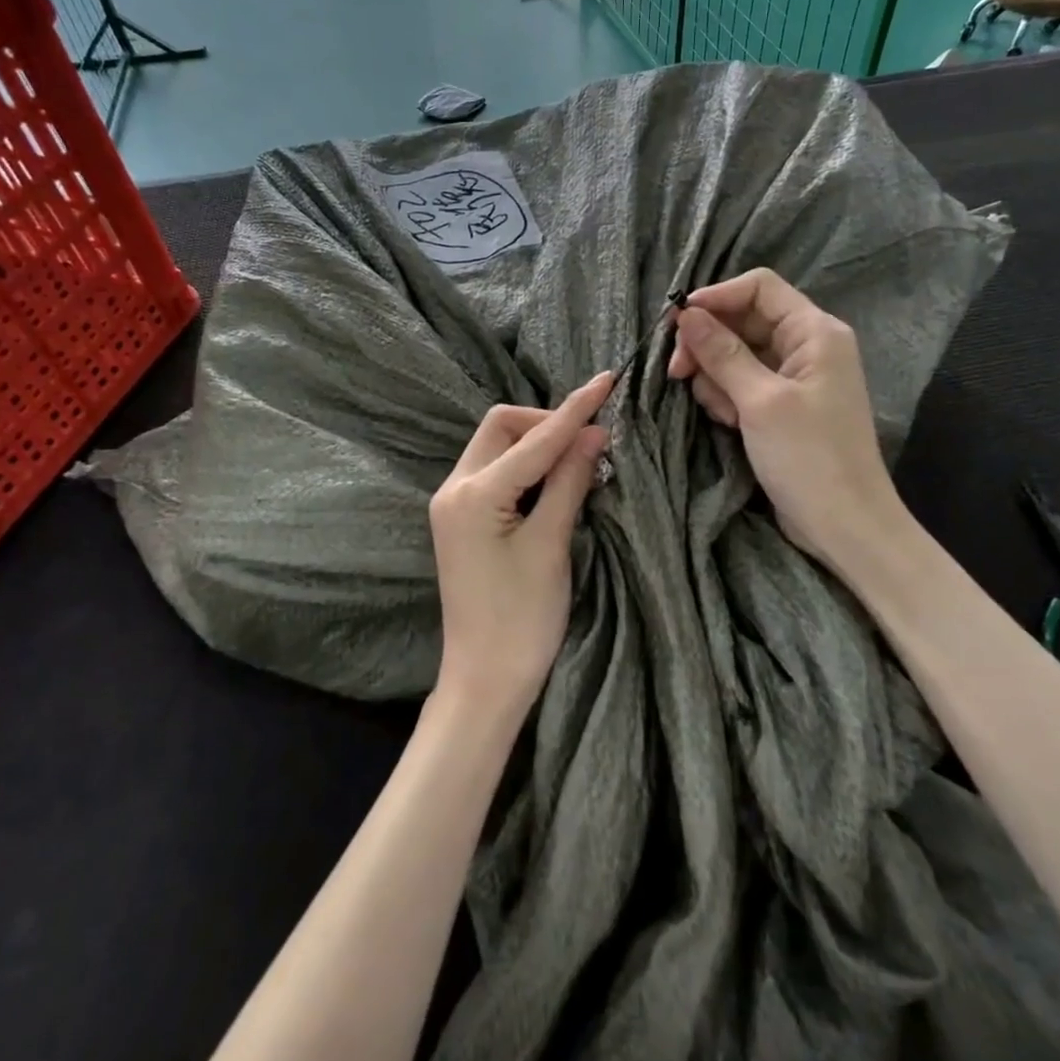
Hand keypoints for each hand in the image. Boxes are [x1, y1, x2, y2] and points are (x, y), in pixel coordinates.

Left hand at [428, 373, 613, 717]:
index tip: (606, 381)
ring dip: (537, 444)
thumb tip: (594, 432)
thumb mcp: (551, 545)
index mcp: (473, 493)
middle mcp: (453, 488)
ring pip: (497, 447)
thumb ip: (569, 481)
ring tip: (580, 459)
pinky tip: (554, 479)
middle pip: (502, 427)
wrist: (484, 679)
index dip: (574, 410)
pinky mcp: (461, 519)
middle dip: (546, 424)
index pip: (533, 439)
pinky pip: (494, 472)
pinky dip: (525, 467)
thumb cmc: (522, 620)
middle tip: (590, 442)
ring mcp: (453, 504)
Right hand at [667, 269, 901, 564]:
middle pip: (742, 321)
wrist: (844, 526)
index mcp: (814, 332)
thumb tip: (686, 314)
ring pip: (735, 354)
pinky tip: (729, 423)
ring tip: (722, 413)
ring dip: (716, 378)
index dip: (717, 297)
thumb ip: (722, 353)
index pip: (759, 287)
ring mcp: (794, 377)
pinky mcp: (781, 405)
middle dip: (708, 344)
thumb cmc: (809, 457)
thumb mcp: (760, 401)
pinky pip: (741, 383)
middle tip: (677, 373)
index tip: (678, 322)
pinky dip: (727, 397)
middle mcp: (806, 346)